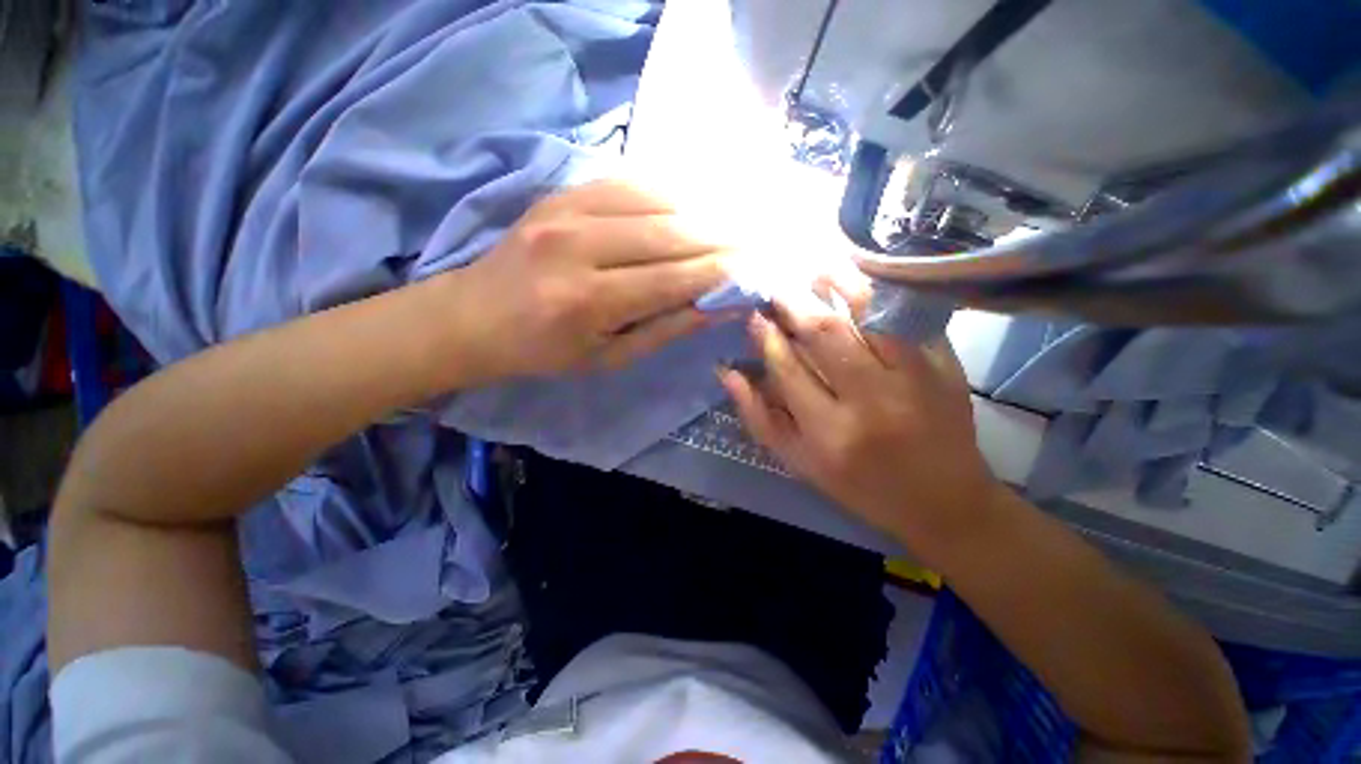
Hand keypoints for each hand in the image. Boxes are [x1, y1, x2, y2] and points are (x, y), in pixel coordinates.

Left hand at [445, 180, 732, 380]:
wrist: (474, 316)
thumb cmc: (545, 351)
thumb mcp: (609, 357)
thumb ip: (665, 329)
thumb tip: (717, 308)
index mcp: (588, 300)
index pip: (671, 279)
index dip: (717, 273)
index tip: (752, 268)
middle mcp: (578, 247)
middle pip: (668, 234)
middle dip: (718, 238)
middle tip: (751, 242)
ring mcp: (565, 210)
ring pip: (653, 200)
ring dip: (698, 212)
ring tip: (727, 224)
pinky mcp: (560, 193)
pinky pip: (626, 181)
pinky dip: (665, 192)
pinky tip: (688, 204)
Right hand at [717, 282, 1001, 552]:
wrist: (943, 501)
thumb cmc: (860, 486)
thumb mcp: (800, 463)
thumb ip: (760, 419)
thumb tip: (728, 374)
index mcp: (829, 434)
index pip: (788, 369)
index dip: (767, 337)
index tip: (755, 317)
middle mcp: (871, 402)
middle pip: (825, 334)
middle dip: (794, 303)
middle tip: (776, 286)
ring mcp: (914, 379)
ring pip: (869, 315)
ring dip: (836, 285)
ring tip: (811, 270)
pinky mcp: (945, 366)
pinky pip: (907, 316)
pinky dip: (881, 292)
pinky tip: (858, 280)